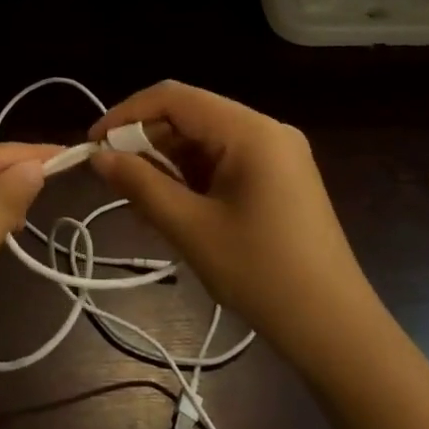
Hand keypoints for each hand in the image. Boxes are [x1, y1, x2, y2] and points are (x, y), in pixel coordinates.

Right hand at [88, 82, 375, 380]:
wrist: (335, 330)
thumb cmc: (262, 275)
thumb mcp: (191, 229)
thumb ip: (141, 185)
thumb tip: (98, 156)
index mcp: (251, 131)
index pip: (175, 98)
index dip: (127, 114)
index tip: (93, 144)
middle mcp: (266, 130)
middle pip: (191, 116)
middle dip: (146, 142)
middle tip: (111, 178)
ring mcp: (277, 153)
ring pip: (205, 140)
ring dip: (167, 163)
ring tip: (138, 200)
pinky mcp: (279, 177)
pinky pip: (224, 162)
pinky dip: (192, 178)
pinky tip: (171, 207)